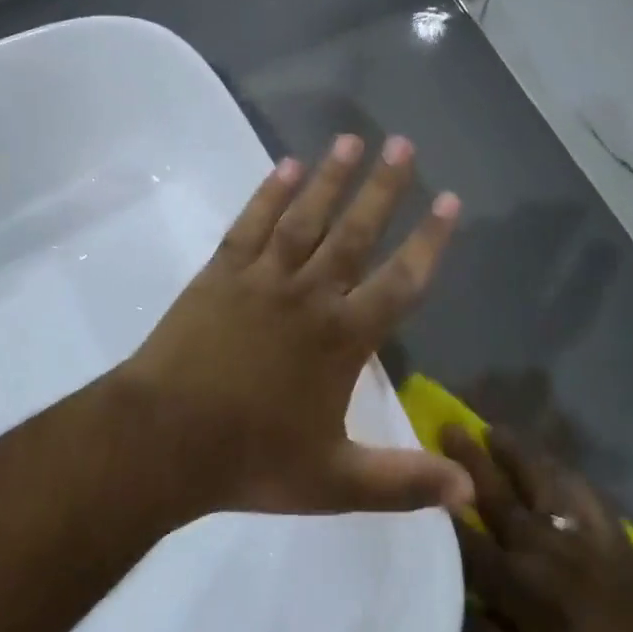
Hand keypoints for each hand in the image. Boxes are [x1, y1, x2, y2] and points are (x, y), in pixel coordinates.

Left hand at [122, 134, 473, 517]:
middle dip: (384, 188)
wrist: (161, 442)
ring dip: (330, 177)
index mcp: (342, 339)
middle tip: (403, 144)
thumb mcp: (334, 483)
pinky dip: (269, 193)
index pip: (401, 280)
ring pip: (305, 217)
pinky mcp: (220, 273)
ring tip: (352, 139)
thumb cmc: (251, 460)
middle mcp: (309, 295)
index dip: (430, 240)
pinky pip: (251, 224)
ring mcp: (262, 279)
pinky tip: (285, 165)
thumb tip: (470, 493)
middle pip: (356, 232)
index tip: (450, 199)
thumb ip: (403, 482)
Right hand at [444, 427, 632, 631]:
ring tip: (494, 429)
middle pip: (498, 499)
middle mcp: (542, 551)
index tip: (424, 481)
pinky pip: (584, 492)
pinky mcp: (612, 533)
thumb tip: (471, 604)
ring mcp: (579, 536)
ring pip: (540, 482)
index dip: (444, 514)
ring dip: (515, 454)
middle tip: (449, 429)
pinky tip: (552, 461)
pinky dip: (564, 473)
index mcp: (517, 589)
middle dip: (469, 464)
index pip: (469, 543)